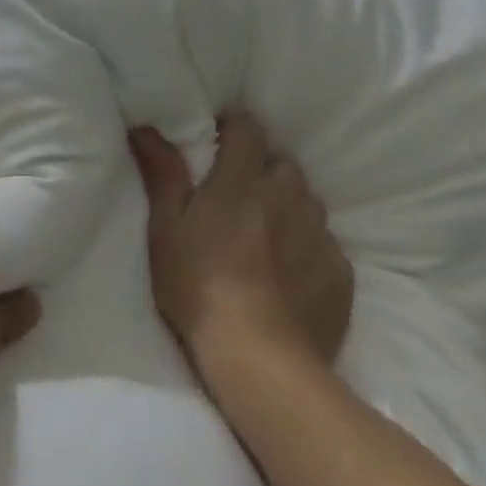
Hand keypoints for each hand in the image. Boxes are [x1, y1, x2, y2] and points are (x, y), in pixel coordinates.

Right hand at [131, 110, 352, 386]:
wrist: (260, 360)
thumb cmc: (198, 286)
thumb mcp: (166, 228)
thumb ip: (162, 173)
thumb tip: (144, 126)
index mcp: (242, 181)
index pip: (248, 128)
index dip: (234, 127)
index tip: (219, 141)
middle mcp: (288, 197)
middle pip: (282, 164)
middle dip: (264, 169)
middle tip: (240, 195)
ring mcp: (319, 235)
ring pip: (307, 201)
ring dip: (289, 206)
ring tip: (268, 234)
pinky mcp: (341, 273)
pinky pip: (326, 244)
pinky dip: (309, 247)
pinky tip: (291, 273)